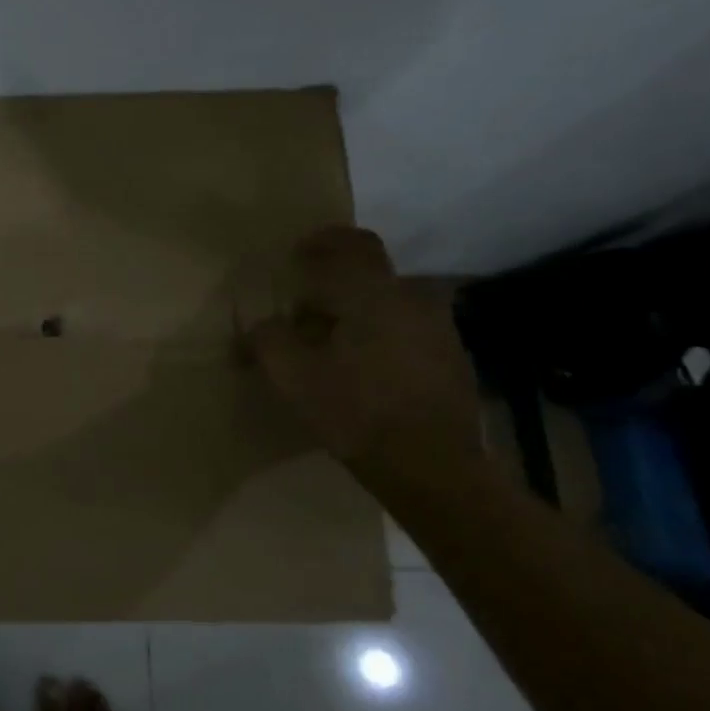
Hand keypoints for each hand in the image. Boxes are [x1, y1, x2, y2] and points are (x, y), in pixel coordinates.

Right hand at [244, 227, 480, 470]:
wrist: (433, 468)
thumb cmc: (356, 411)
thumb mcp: (293, 376)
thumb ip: (268, 339)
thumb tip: (258, 327)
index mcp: (373, 294)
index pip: (351, 243)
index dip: (322, 241)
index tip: (298, 256)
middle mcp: (411, 300)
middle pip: (369, 274)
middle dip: (335, 283)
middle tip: (304, 308)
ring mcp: (438, 330)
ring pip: (388, 303)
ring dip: (358, 311)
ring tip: (330, 343)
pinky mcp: (451, 360)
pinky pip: (406, 330)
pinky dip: (380, 336)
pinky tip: (363, 369)